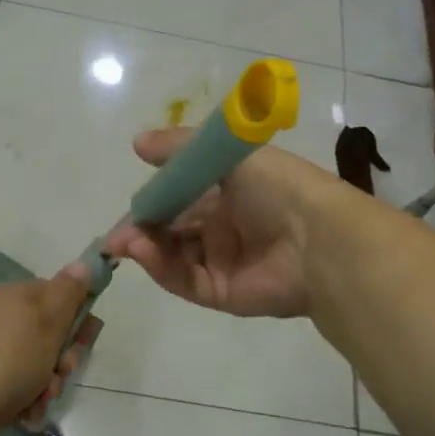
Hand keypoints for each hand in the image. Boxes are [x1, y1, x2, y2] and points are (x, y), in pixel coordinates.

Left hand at [0, 267, 90, 435]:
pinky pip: (17, 383)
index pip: (60, 295)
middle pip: (50, 332)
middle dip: (63, 357)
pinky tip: (27, 412)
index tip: (85, 340)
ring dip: (48, 382)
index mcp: (18, 295)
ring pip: (37, 362)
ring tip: (41, 399)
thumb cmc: (9, 360)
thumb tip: (82, 264)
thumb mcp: (48, 321)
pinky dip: (27, 398)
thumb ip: (68, 292)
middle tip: (63, 373)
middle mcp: (3, 316)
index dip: (78, 317)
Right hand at [104, 128, 331, 318]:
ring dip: (147, 249)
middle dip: (143, 230)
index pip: (181, 197)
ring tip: (126, 242)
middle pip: (173, 231)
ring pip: (174, 257)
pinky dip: (160, 268)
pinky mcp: (223, 293)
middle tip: (116, 235)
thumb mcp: (227, 154)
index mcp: (229, 193)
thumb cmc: (276, 186)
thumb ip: (180, 148)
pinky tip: (144, 253)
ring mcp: (223, 262)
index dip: (153, 201)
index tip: (130, 205)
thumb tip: (136, 143)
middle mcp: (224, 227)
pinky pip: (184, 281)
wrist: (318, 236)